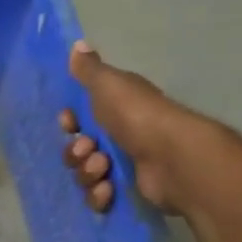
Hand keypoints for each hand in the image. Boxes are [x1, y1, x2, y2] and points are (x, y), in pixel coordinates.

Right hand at [59, 41, 241, 216]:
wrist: (173, 158)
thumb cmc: (138, 116)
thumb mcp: (109, 85)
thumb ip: (89, 69)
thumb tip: (77, 45)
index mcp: (116, 109)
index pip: (79, 117)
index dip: (69, 122)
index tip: (70, 123)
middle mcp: (120, 135)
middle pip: (77, 149)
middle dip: (76, 152)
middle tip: (90, 150)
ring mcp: (124, 165)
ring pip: (84, 174)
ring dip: (87, 173)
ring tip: (103, 168)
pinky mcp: (128, 192)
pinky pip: (98, 197)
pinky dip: (99, 195)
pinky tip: (109, 190)